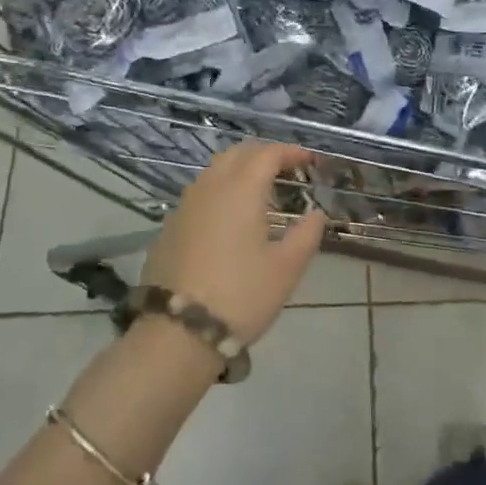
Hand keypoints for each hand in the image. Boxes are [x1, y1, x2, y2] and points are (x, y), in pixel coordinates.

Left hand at [142, 142, 326, 344]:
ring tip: (262, 192)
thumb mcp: (286, 268)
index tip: (310, 162)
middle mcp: (209, 187)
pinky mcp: (169, 227)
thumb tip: (316, 214)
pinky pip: (200, 193)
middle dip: (264, 155)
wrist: (178, 332)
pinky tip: (231, 217)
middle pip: (237, 154)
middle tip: (287, 170)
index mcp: (241, 190)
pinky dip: (221, 191)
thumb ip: (306, 234)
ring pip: (214, 171)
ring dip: (240, 170)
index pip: (267, 154)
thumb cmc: (241, 296)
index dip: (291, 152)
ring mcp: (184, 206)